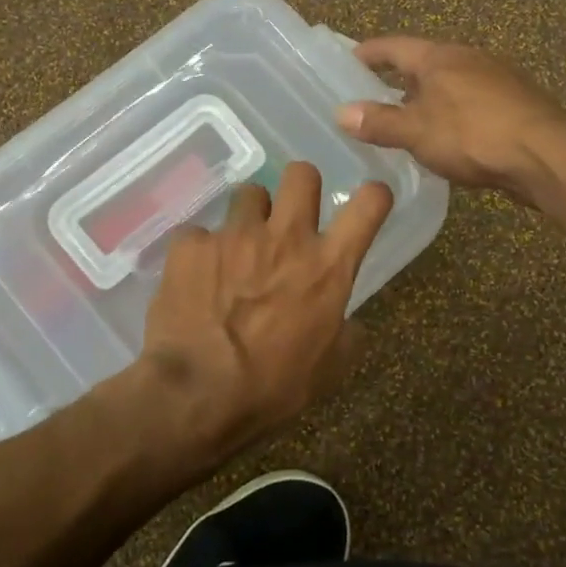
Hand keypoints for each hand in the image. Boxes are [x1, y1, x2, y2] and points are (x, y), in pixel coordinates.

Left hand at [140, 162, 392, 463]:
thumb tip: (346, 322)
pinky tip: (195, 280)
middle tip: (289, 219)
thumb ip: (346, 333)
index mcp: (328, 266)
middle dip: (299, 189)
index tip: (366, 204)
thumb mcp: (330, 370)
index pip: (370, 204)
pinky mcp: (191, 244)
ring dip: (249, 217)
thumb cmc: (273, 387)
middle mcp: (285, 237)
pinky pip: (200, 233)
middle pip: (301, 173)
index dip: (373, 196)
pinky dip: (201, 252)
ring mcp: (235, 235)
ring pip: (249, 194)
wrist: (198, 393)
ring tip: (238, 250)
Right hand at [338, 36, 565, 203]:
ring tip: (407, 122)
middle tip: (373, 98)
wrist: (546, 154)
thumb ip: (379, 122)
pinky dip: (451, 114)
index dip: (369, 53)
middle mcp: (468, 58)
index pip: (394, 46)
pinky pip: (471, 103)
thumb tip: (341, 113)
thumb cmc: (472, 134)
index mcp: (440, 57)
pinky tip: (447, 138)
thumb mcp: (416, 131)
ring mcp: (496, 79)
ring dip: (427, 99)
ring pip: (450, 84)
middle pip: (424, 63)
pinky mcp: (514, 104)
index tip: (348, 60)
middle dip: (398, 79)